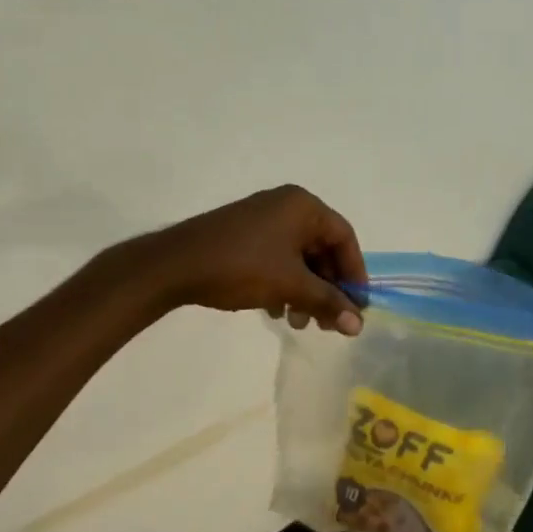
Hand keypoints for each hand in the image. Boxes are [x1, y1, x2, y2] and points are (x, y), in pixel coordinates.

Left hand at [137, 185, 366, 333]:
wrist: (174, 265)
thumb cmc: (241, 267)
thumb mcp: (291, 286)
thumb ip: (328, 302)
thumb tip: (358, 326)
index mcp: (303, 206)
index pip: (344, 238)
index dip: (354, 274)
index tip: (356, 306)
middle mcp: (286, 206)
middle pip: (322, 249)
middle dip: (327, 288)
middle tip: (328, 322)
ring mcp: (263, 219)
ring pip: (299, 258)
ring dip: (306, 292)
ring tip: (299, 322)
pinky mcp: (244, 235)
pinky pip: (278, 258)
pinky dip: (284, 284)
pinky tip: (277, 311)